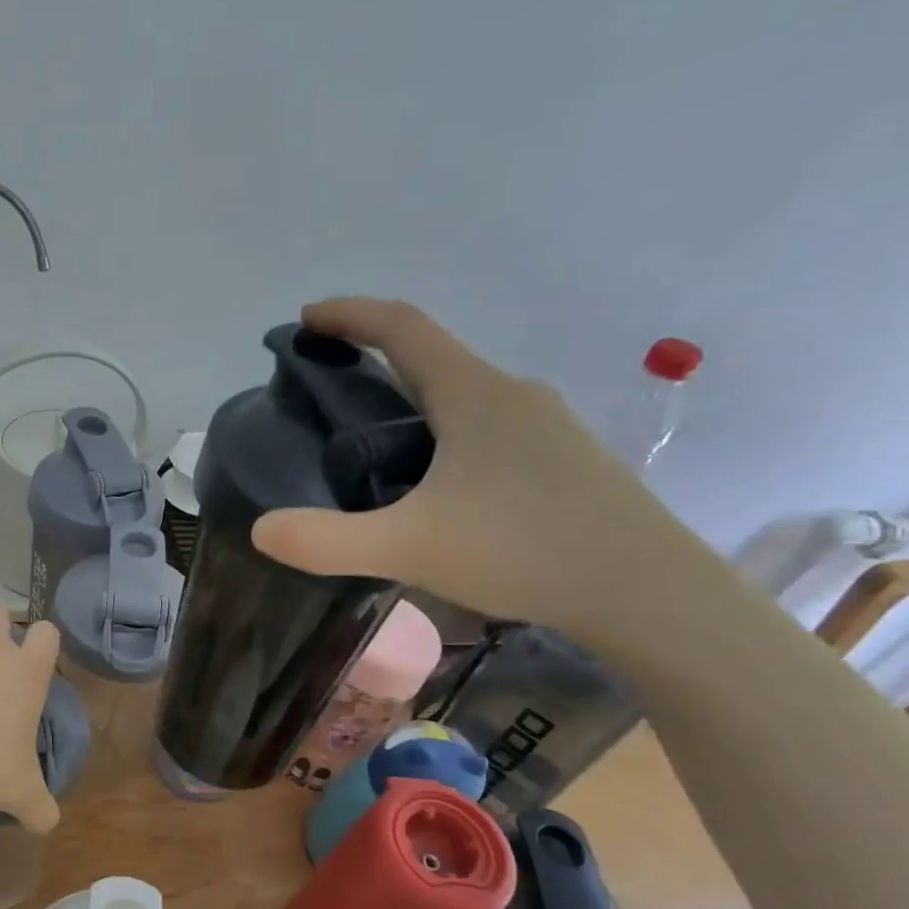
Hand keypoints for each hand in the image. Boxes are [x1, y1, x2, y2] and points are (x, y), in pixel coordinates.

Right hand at [252, 298, 683, 638]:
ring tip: (373, 441)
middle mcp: (512, 395)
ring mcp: (545, 428)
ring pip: (463, 395)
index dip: (350, 315)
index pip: (403, 328)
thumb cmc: (524, 551)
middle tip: (329, 387)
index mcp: (473, 395)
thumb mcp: (409, 547)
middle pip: (433, 358)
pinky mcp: (562, 461)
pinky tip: (436, 484)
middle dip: (375, 358)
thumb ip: (327, 540)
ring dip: (413, 399)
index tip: (307, 318)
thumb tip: (261, 530)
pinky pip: (488, 427)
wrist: (647, 593)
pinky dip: (445, 432)